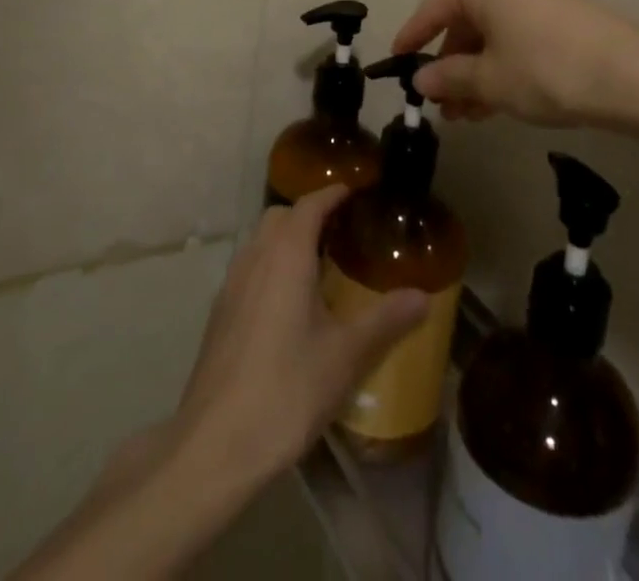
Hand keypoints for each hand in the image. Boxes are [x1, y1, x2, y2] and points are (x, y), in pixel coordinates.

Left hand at [170, 186, 427, 486]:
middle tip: (343, 232)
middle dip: (310, 214)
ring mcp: (231, 285)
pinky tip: (290, 306)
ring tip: (320, 267)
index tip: (358, 192)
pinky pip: (250, 270)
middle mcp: (255, 257)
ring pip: (261, 242)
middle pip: (281, 217)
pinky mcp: (220, 314)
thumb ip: (385, 320)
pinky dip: (272, 267)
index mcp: (286, 254)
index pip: (310, 204)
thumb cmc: (286, 389)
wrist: (214, 445)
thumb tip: (423, 296)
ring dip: (288, 241)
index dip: (334, 193)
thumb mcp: (346, 356)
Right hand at [393, 0, 638, 125]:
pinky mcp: (563, 9)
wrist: (631, 74)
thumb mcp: (489, 80)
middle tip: (441, 104)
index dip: (412, 38)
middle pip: (465, 22)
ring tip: (467, 115)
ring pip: (493, 32)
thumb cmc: (546, 69)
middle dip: (451, 66)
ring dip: (477, 72)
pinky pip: (518, 33)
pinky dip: (503, 63)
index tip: (395, 62)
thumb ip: (449, 77)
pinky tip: (498, 101)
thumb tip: (422, 79)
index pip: (434, 10)